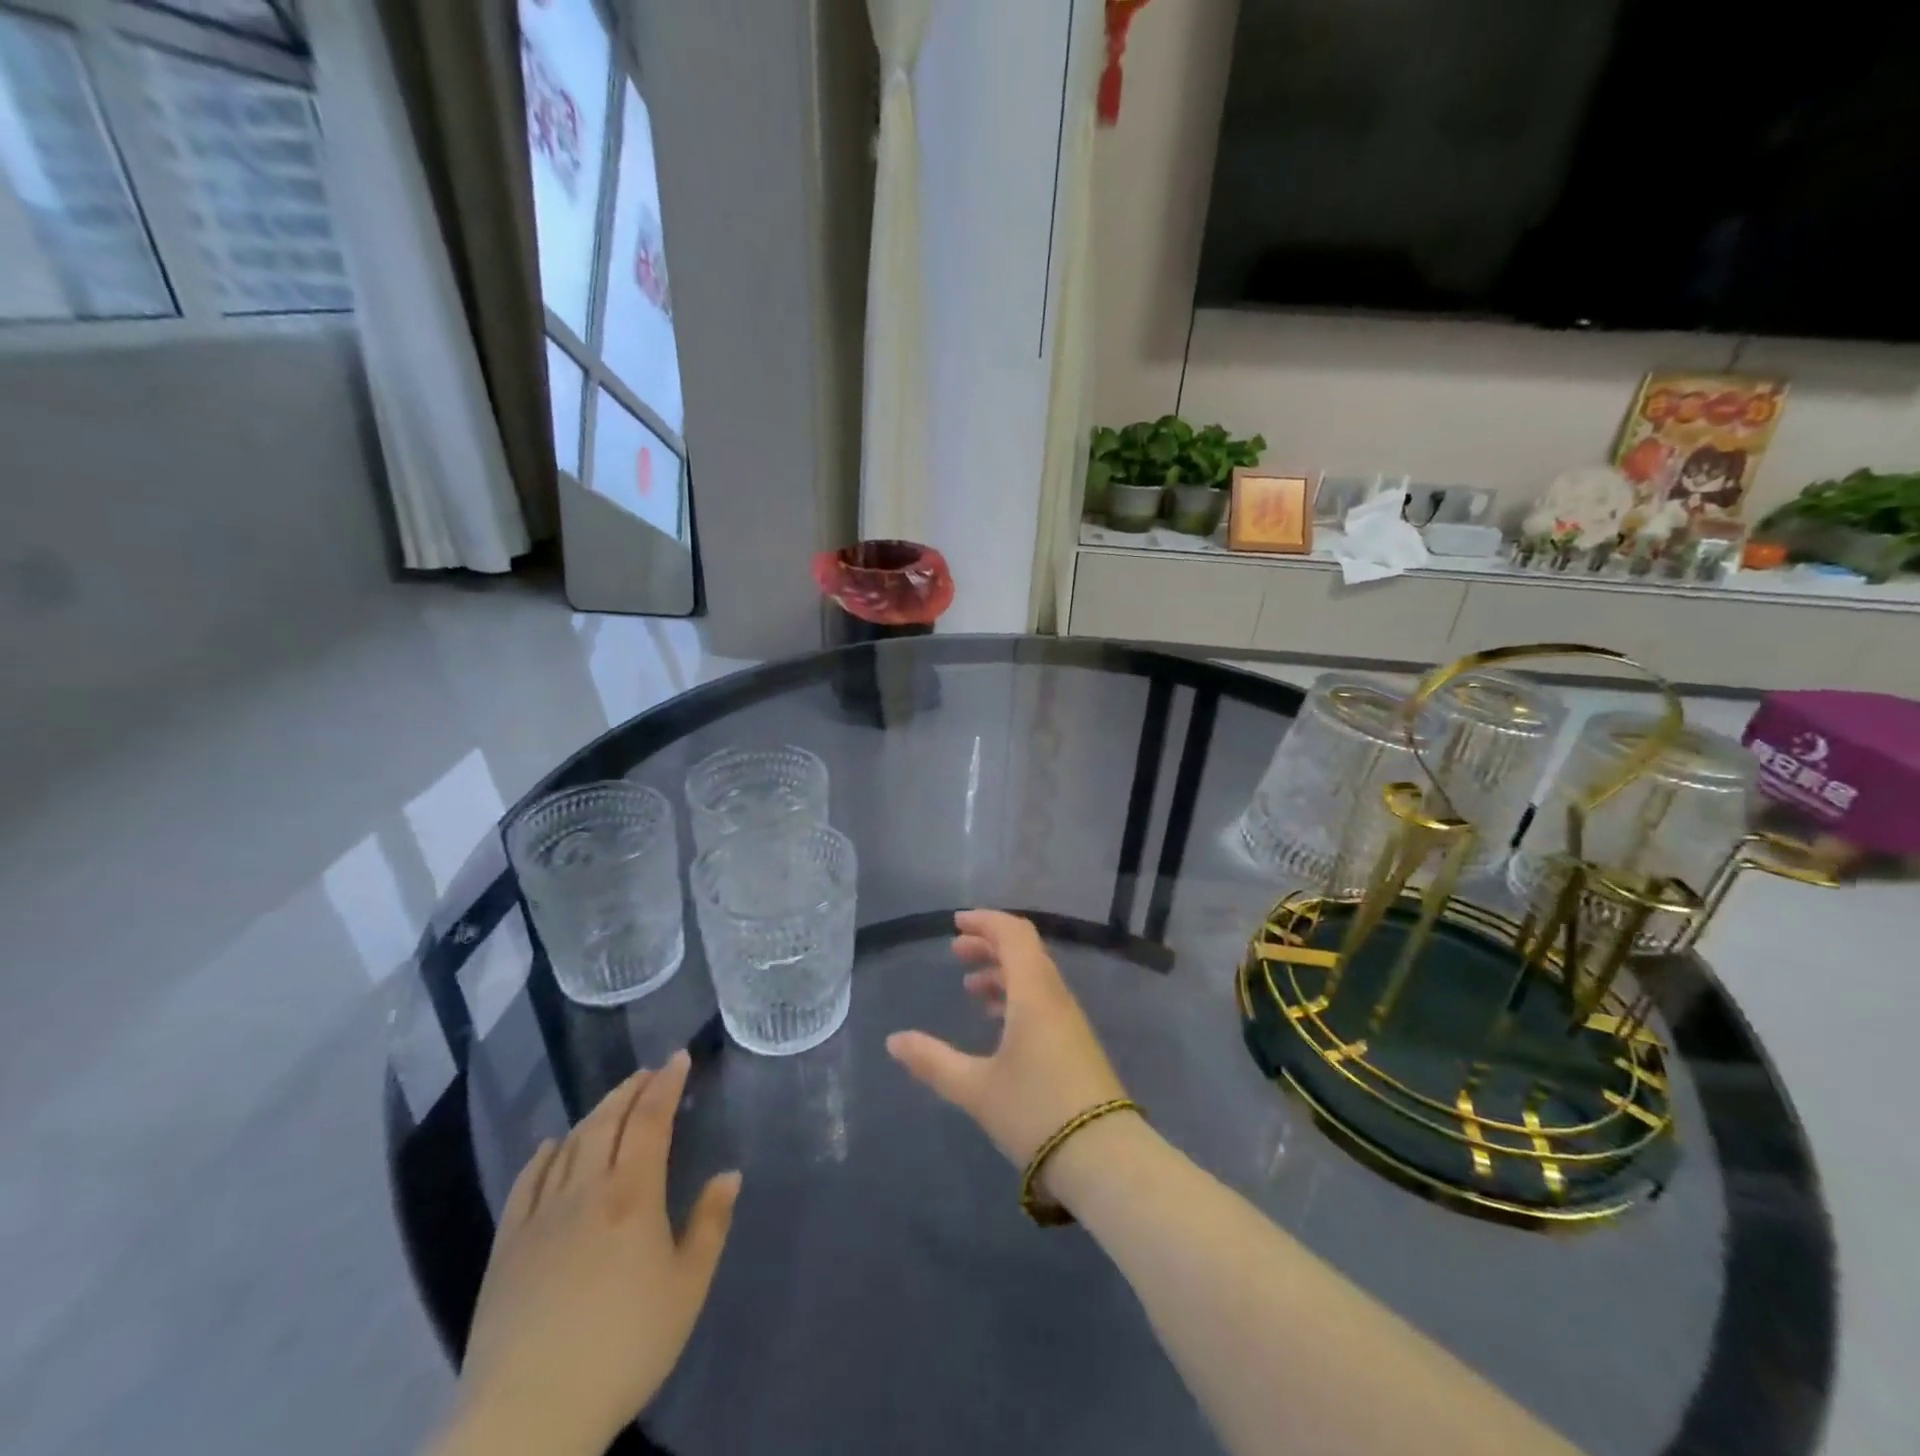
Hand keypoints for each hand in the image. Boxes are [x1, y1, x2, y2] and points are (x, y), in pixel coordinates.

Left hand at [439, 1052, 740, 1455]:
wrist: (530, 1414)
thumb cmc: (625, 1346)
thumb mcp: (687, 1288)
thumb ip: (710, 1225)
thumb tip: (729, 1174)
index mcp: (633, 1193)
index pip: (651, 1119)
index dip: (667, 1084)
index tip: (679, 1058)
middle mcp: (585, 1190)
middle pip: (608, 1122)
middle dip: (631, 1090)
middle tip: (649, 1072)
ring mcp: (540, 1216)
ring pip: (570, 1145)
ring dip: (595, 1113)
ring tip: (612, 1101)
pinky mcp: (507, 1246)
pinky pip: (526, 1183)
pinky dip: (543, 1155)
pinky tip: (550, 1146)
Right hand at [886, 910, 1128, 1182]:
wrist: (1105, 1159)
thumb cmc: (1035, 1112)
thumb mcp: (976, 1088)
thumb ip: (933, 1061)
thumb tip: (894, 1040)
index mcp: (1033, 993)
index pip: (1013, 935)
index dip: (986, 922)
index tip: (956, 923)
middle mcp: (1055, 997)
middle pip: (1025, 951)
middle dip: (990, 945)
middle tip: (956, 952)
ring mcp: (1070, 1021)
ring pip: (1035, 978)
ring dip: (1003, 972)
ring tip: (971, 986)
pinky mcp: (1076, 1045)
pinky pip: (1043, 1001)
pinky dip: (1017, 996)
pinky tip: (998, 1022)